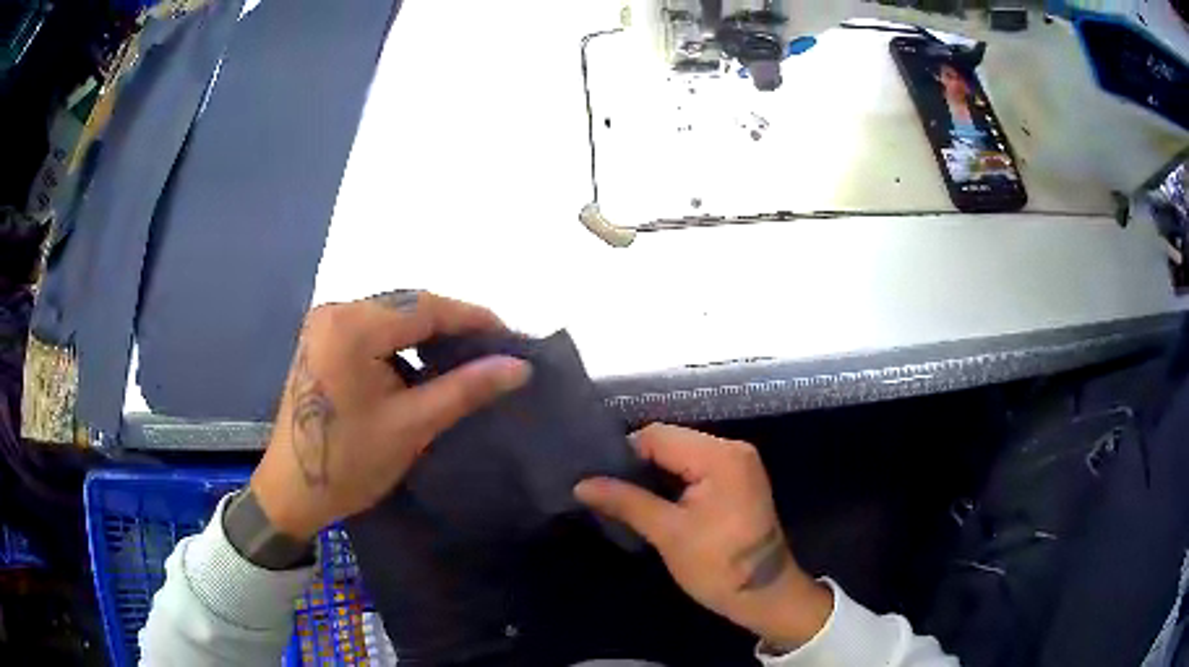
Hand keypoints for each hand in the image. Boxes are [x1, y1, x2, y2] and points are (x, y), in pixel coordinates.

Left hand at [251, 291, 530, 540]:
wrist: (292, 492)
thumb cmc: (351, 463)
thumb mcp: (413, 425)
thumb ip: (466, 388)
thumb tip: (519, 366)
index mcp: (353, 327)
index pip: (426, 307)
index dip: (473, 318)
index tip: (512, 339)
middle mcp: (336, 311)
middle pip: (408, 306)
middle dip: (452, 325)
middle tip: (492, 351)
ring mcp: (325, 324)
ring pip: (392, 316)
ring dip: (429, 334)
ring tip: (466, 358)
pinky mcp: (323, 340)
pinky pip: (374, 329)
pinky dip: (403, 343)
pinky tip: (424, 364)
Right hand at [575, 424, 832, 650]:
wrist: (765, 595)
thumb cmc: (718, 566)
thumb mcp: (668, 534)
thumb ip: (625, 501)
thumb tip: (581, 484)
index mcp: (720, 456)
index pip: (658, 436)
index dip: (624, 453)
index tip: (596, 478)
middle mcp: (733, 449)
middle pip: (671, 441)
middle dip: (637, 463)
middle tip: (605, 488)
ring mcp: (739, 464)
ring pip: (682, 455)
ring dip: (653, 472)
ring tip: (621, 494)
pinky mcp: (738, 480)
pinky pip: (696, 468)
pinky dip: (672, 480)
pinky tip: (650, 498)